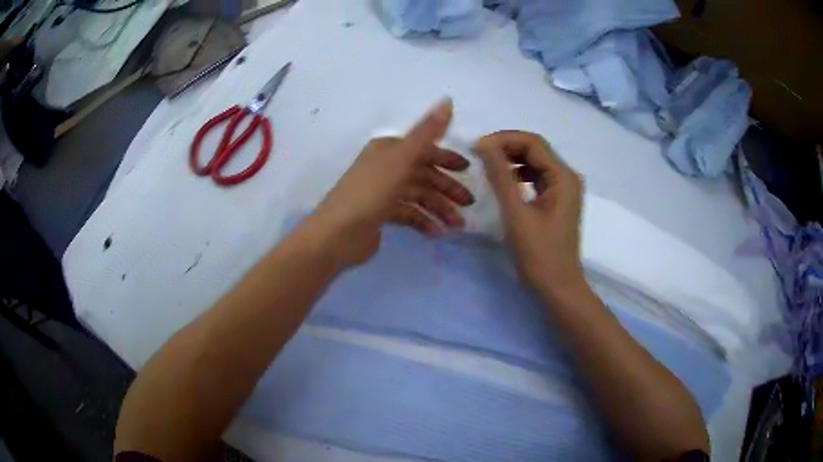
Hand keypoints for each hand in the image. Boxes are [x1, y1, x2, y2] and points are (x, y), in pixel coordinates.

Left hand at [305, 99, 473, 268]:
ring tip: (456, 226)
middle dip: (447, 188)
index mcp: (388, 150)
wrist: (337, 234)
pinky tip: (436, 233)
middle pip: (423, 174)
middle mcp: (385, 167)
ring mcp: (382, 192)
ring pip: (418, 196)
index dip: (447, 159)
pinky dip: (423, 221)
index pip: (424, 149)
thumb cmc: (371, 192)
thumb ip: (427, 131)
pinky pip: (408, 214)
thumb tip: (448, 99)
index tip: (468, 171)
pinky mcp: (380, 215)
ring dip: (439, 209)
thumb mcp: (401, 158)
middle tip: (468, 204)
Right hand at [475, 131, 585, 296]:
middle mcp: (567, 177)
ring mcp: (563, 189)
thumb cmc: (538, 253)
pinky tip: (503, 181)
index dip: (504, 139)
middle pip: (535, 149)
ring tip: (486, 165)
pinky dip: (518, 175)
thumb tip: (484, 144)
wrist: (557, 287)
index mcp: (563, 176)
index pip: (532, 142)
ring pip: (535, 162)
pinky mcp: (556, 201)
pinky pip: (536, 178)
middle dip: (506, 147)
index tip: (477, 148)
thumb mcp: (516, 213)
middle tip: (478, 155)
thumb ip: (501, 176)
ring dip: (511, 160)